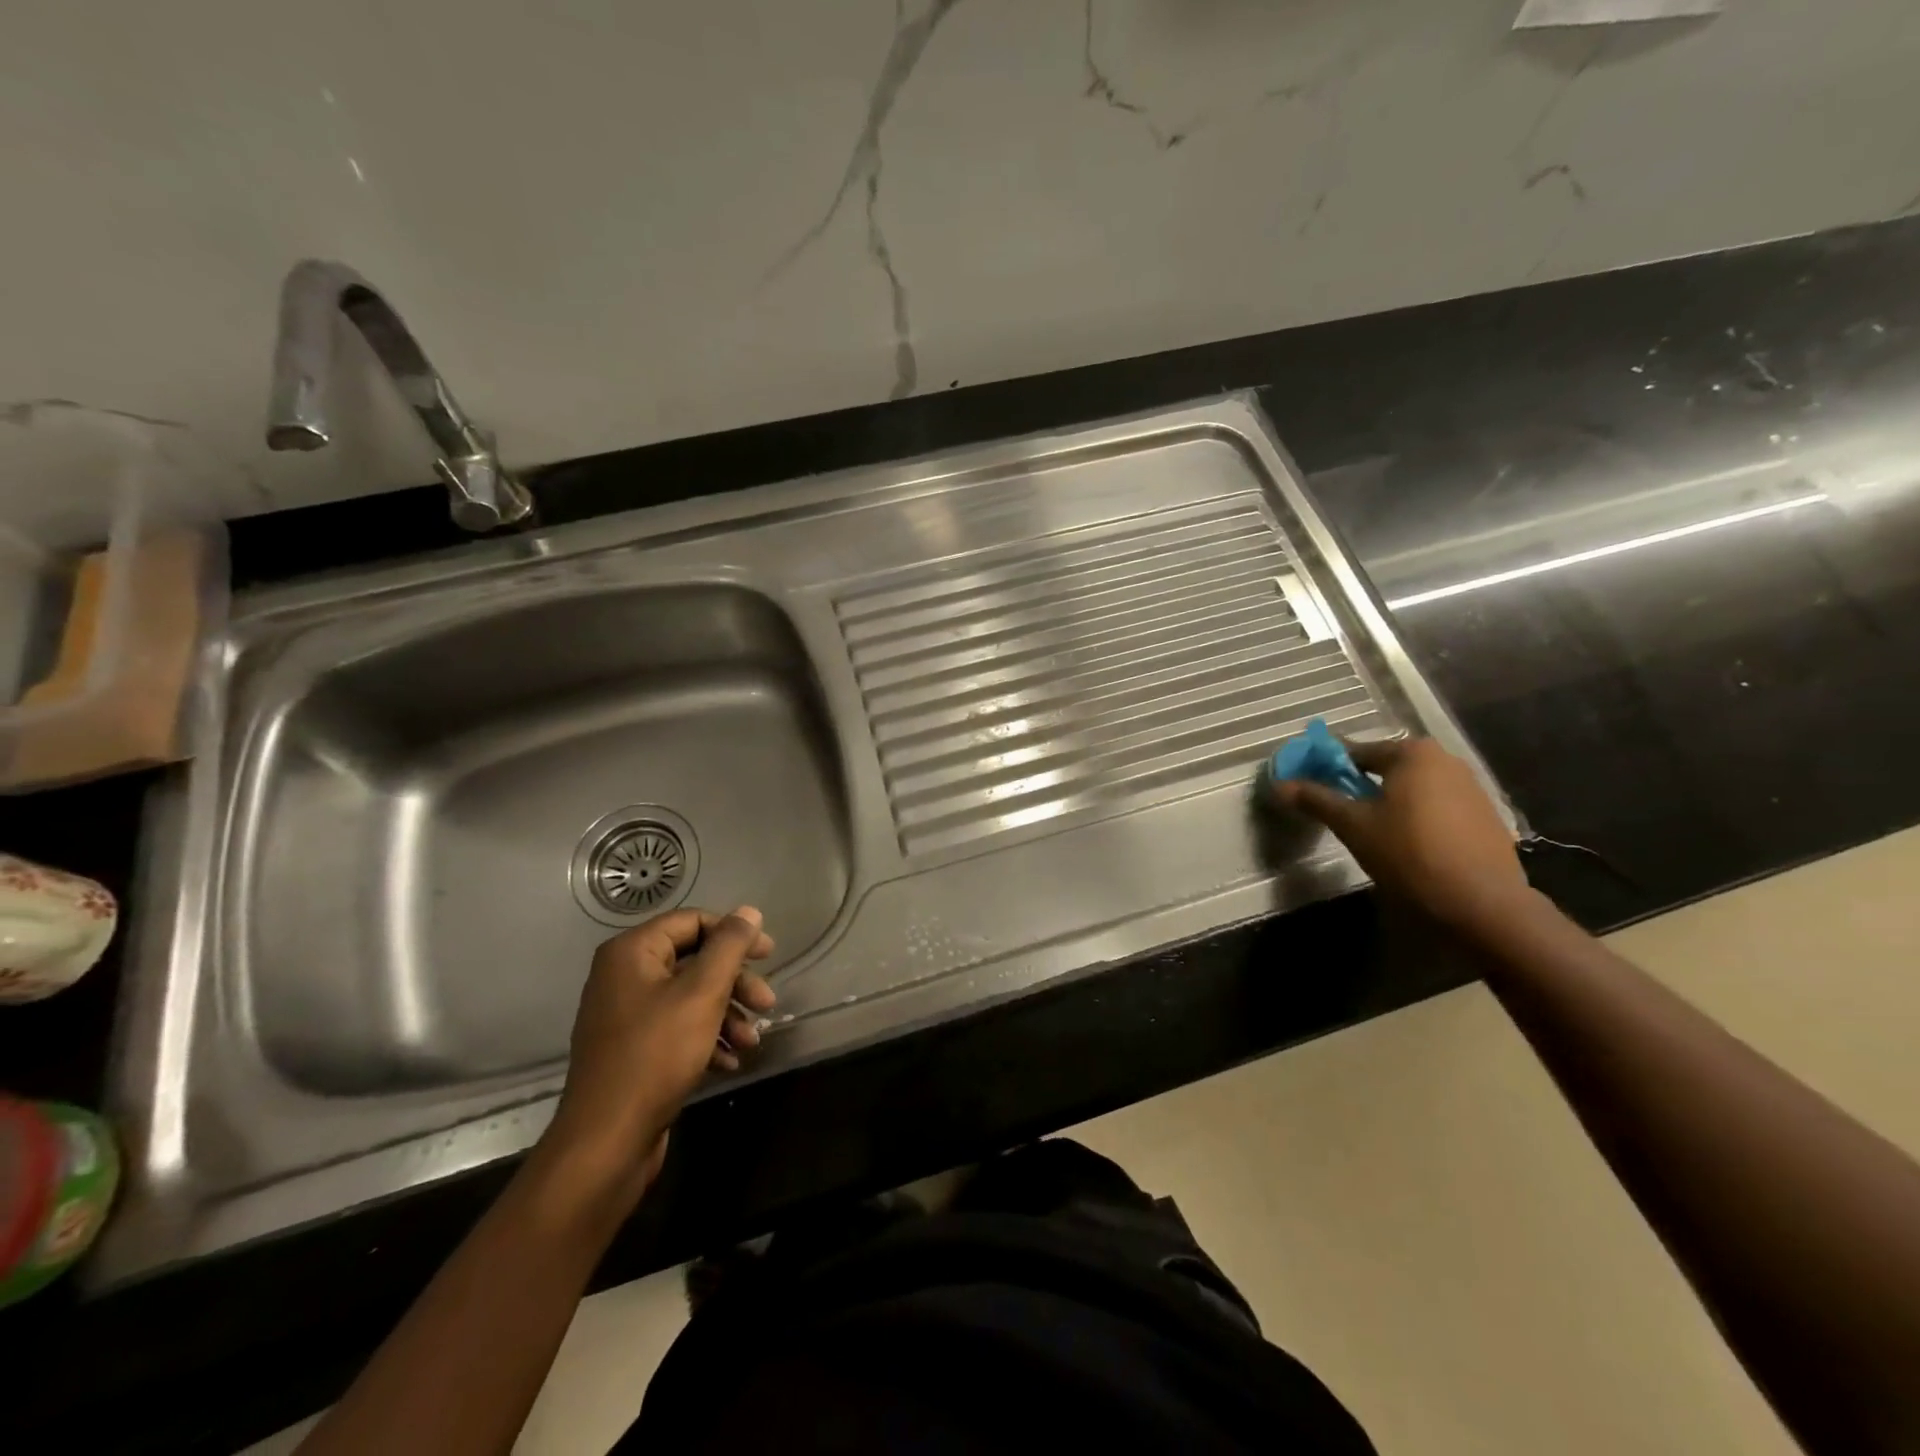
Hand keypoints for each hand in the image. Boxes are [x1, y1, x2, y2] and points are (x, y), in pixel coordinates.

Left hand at [537, 907, 775, 1210]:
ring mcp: (626, 1015)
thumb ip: (729, 947)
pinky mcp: (632, 1050)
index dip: (734, 933)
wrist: (606, 1141)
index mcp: (632, 953)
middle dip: (735, 982)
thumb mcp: (702, 993)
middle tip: (767, 1003)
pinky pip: (677, 1028)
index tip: (769, 955)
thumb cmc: (656, 1055)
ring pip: (690, 997)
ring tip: (753, 1041)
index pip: (692, 922)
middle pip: (694, 961)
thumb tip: (749, 911)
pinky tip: (730, 1061)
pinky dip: (707, 1038)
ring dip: (727, 1014)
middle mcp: (624, 976)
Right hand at [1271, 736, 1527, 930]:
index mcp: (1412, 753)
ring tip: (1367, 830)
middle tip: (1335, 811)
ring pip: (1411, 788)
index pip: (1354, 751)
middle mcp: (1445, 760)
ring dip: (1386, 801)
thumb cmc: (1409, 853)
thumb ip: (1316, 799)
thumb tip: (1279, 784)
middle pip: (1385, 767)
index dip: (1325, 768)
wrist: (1481, 903)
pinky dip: (1414, 816)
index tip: (1307, 785)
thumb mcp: (1353, 825)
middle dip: (1357, 784)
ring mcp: (1471, 787)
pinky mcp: (1484, 816)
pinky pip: (1435, 806)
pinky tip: (1404, 843)